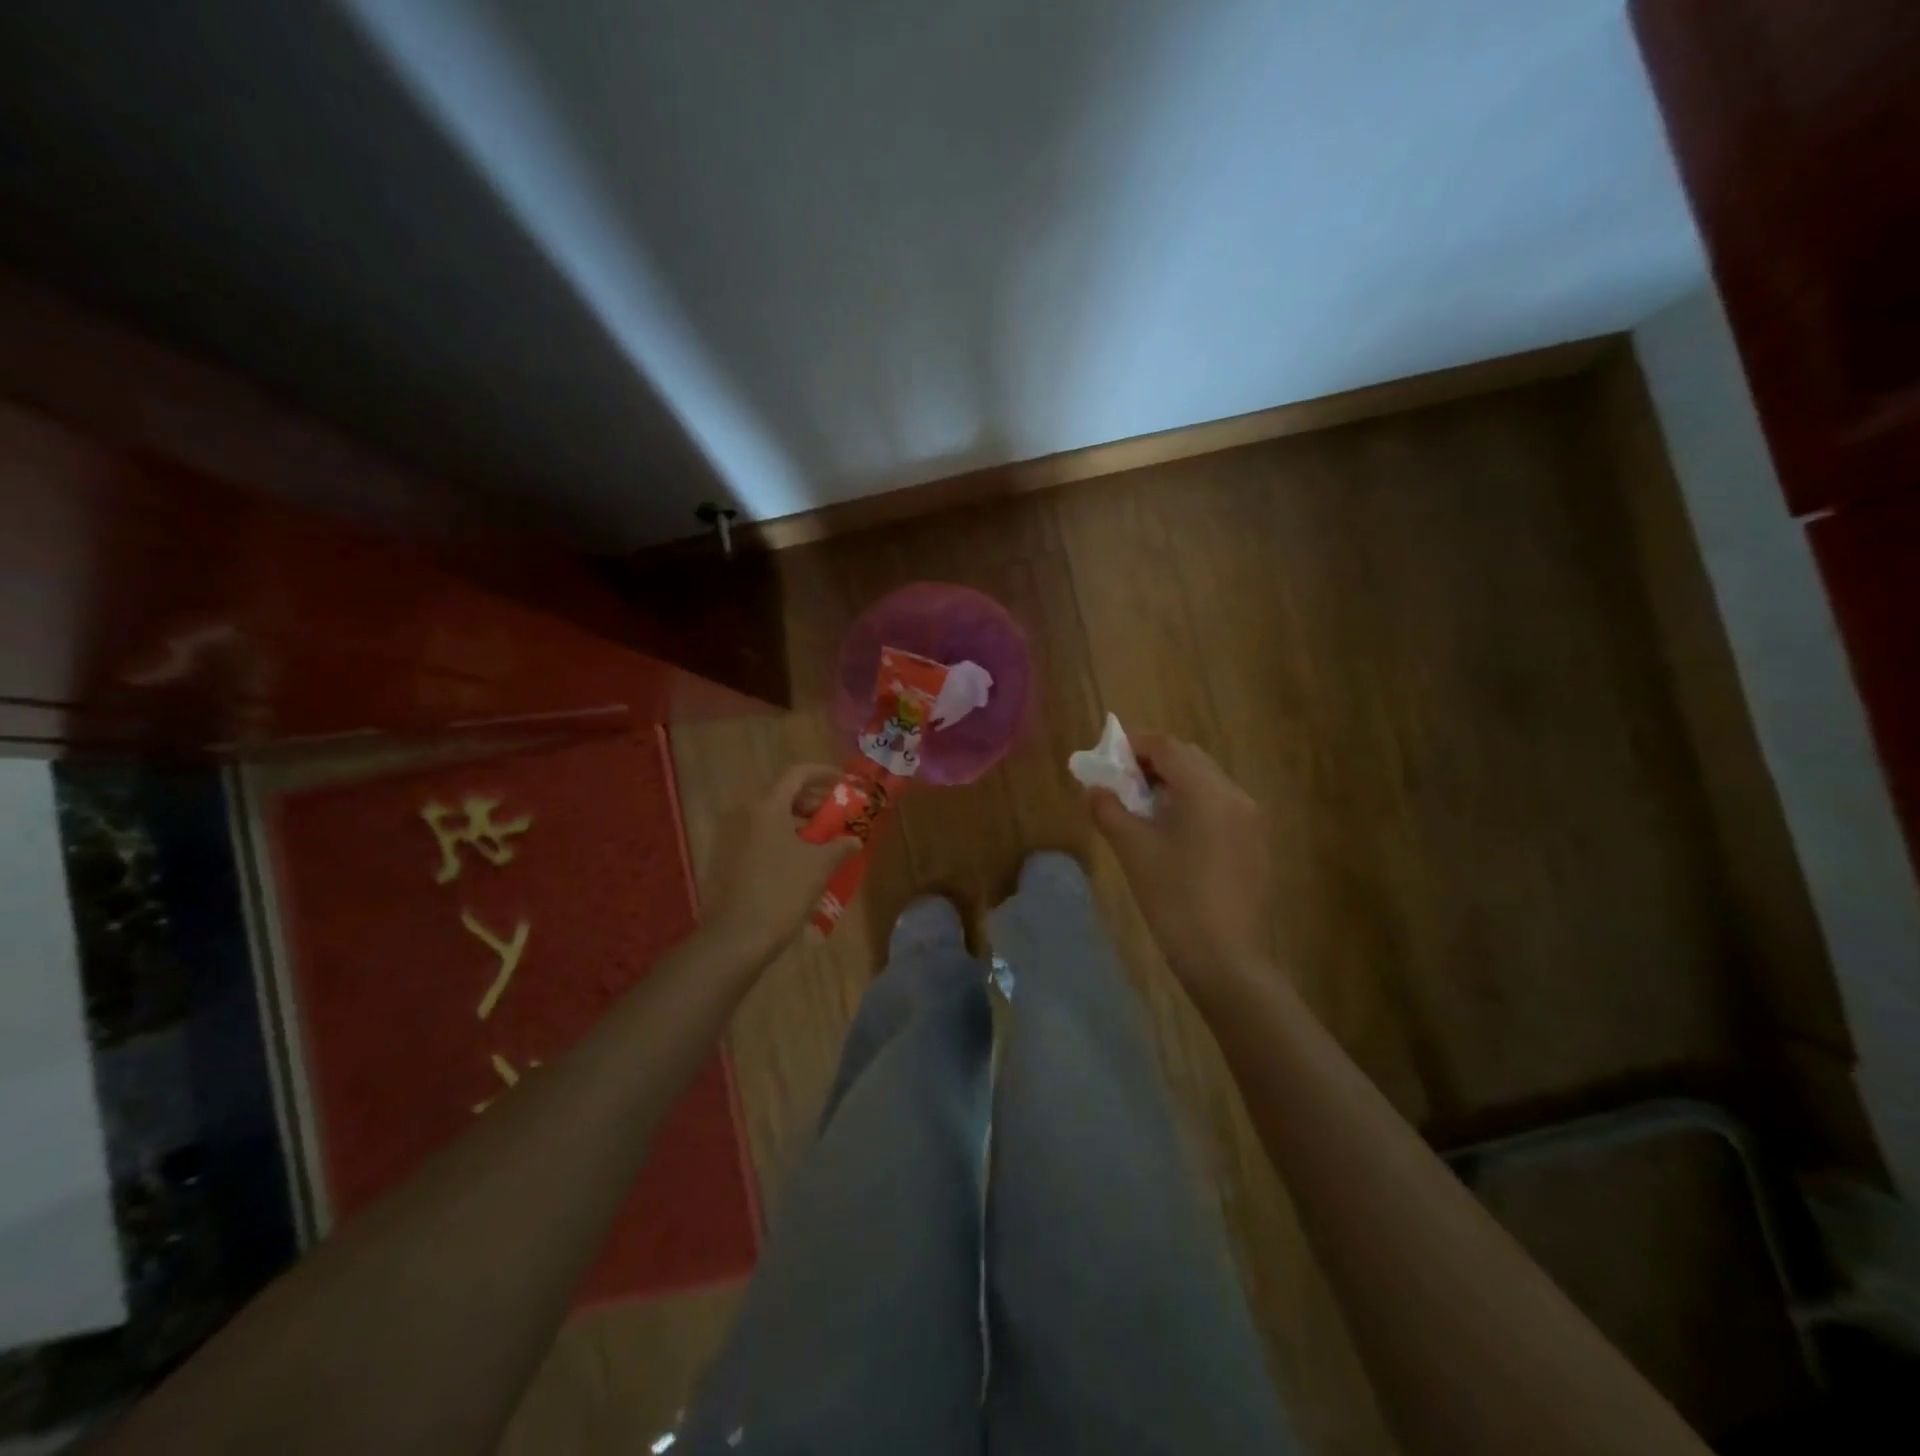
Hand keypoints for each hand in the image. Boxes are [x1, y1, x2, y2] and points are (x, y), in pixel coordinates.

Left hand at [702, 764, 860, 966]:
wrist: (735, 938)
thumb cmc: (782, 892)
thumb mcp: (819, 866)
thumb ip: (839, 845)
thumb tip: (854, 839)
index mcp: (766, 806)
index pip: (797, 774)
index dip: (824, 773)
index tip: (844, 782)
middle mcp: (742, 813)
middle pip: (780, 792)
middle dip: (810, 798)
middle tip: (833, 812)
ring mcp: (728, 835)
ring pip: (766, 814)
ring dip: (793, 818)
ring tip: (817, 837)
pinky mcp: (721, 857)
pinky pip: (755, 833)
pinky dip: (777, 835)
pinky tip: (793, 857)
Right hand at [1088, 733, 1270, 995]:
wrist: (1224, 957)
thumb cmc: (1174, 898)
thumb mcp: (1133, 850)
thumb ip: (1109, 810)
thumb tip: (1095, 789)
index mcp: (1207, 790)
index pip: (1167, 747)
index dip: (1134, 745)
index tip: (1108, 757)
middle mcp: (1236, 795)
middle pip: (1190, 759)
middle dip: (1153, 763)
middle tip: (1122, 782)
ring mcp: (1251, 820)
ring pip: (1207, 783)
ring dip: (1173, 783)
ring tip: (1143, 807)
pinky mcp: (1255, 844)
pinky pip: (1220, 806)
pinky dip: (1193, 804)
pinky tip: (1172, 832)